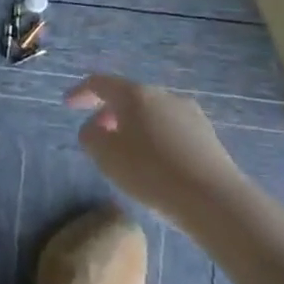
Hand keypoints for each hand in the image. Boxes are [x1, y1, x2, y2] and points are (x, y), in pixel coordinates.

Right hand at [68, 73, 248, 223]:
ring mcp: (189, 113)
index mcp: (134, 94)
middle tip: (98, 135)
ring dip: (134, 126)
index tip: (68, 105)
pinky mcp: (207, 134)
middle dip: (109, 112)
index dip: (81, 92)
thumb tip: (96, 128)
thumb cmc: (151, 172)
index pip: (100, 83)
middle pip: (128, 97)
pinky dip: (155, 138)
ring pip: (151, 113)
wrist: (214, 200)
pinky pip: (171, 128)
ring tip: (127, 152)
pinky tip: (156, 163)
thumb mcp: (105, 156)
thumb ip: (90, 136)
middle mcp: (162, 95)